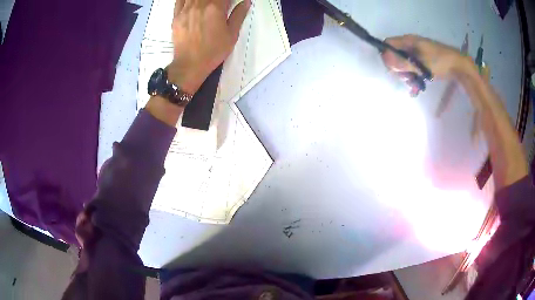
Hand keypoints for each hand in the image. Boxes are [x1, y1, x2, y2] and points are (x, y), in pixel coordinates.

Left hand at [167, 0, 250, 93]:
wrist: (190, 64)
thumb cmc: (213, 51)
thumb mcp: (232, 34)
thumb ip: (239, 15)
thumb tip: (246, 2)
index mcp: (215, 8)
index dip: (229, 0)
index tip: (230, 3)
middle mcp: (199, 5)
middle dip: (216, 0)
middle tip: (219, 6)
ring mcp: (186, 10)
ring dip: (202, 0)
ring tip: (206, 5)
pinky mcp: (176, 16)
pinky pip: (180, 0)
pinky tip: (193, 2)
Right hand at [381, 35, 468, 79]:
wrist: (458, 66)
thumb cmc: (439, 62)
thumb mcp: (420, 63)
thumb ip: (402, 62)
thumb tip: (384, 59)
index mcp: (408, 41)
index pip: (388, 44)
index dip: (387, 56)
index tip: (394, 70)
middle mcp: (410, 45)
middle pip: (395, 56)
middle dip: (398, 70)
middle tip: (407, 79)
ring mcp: (417, 53)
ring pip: (404, 64)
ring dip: (407, 76)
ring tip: (415, 85)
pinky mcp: (423, 61)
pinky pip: (413, 68)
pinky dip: (413, 77)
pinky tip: (417, 88)